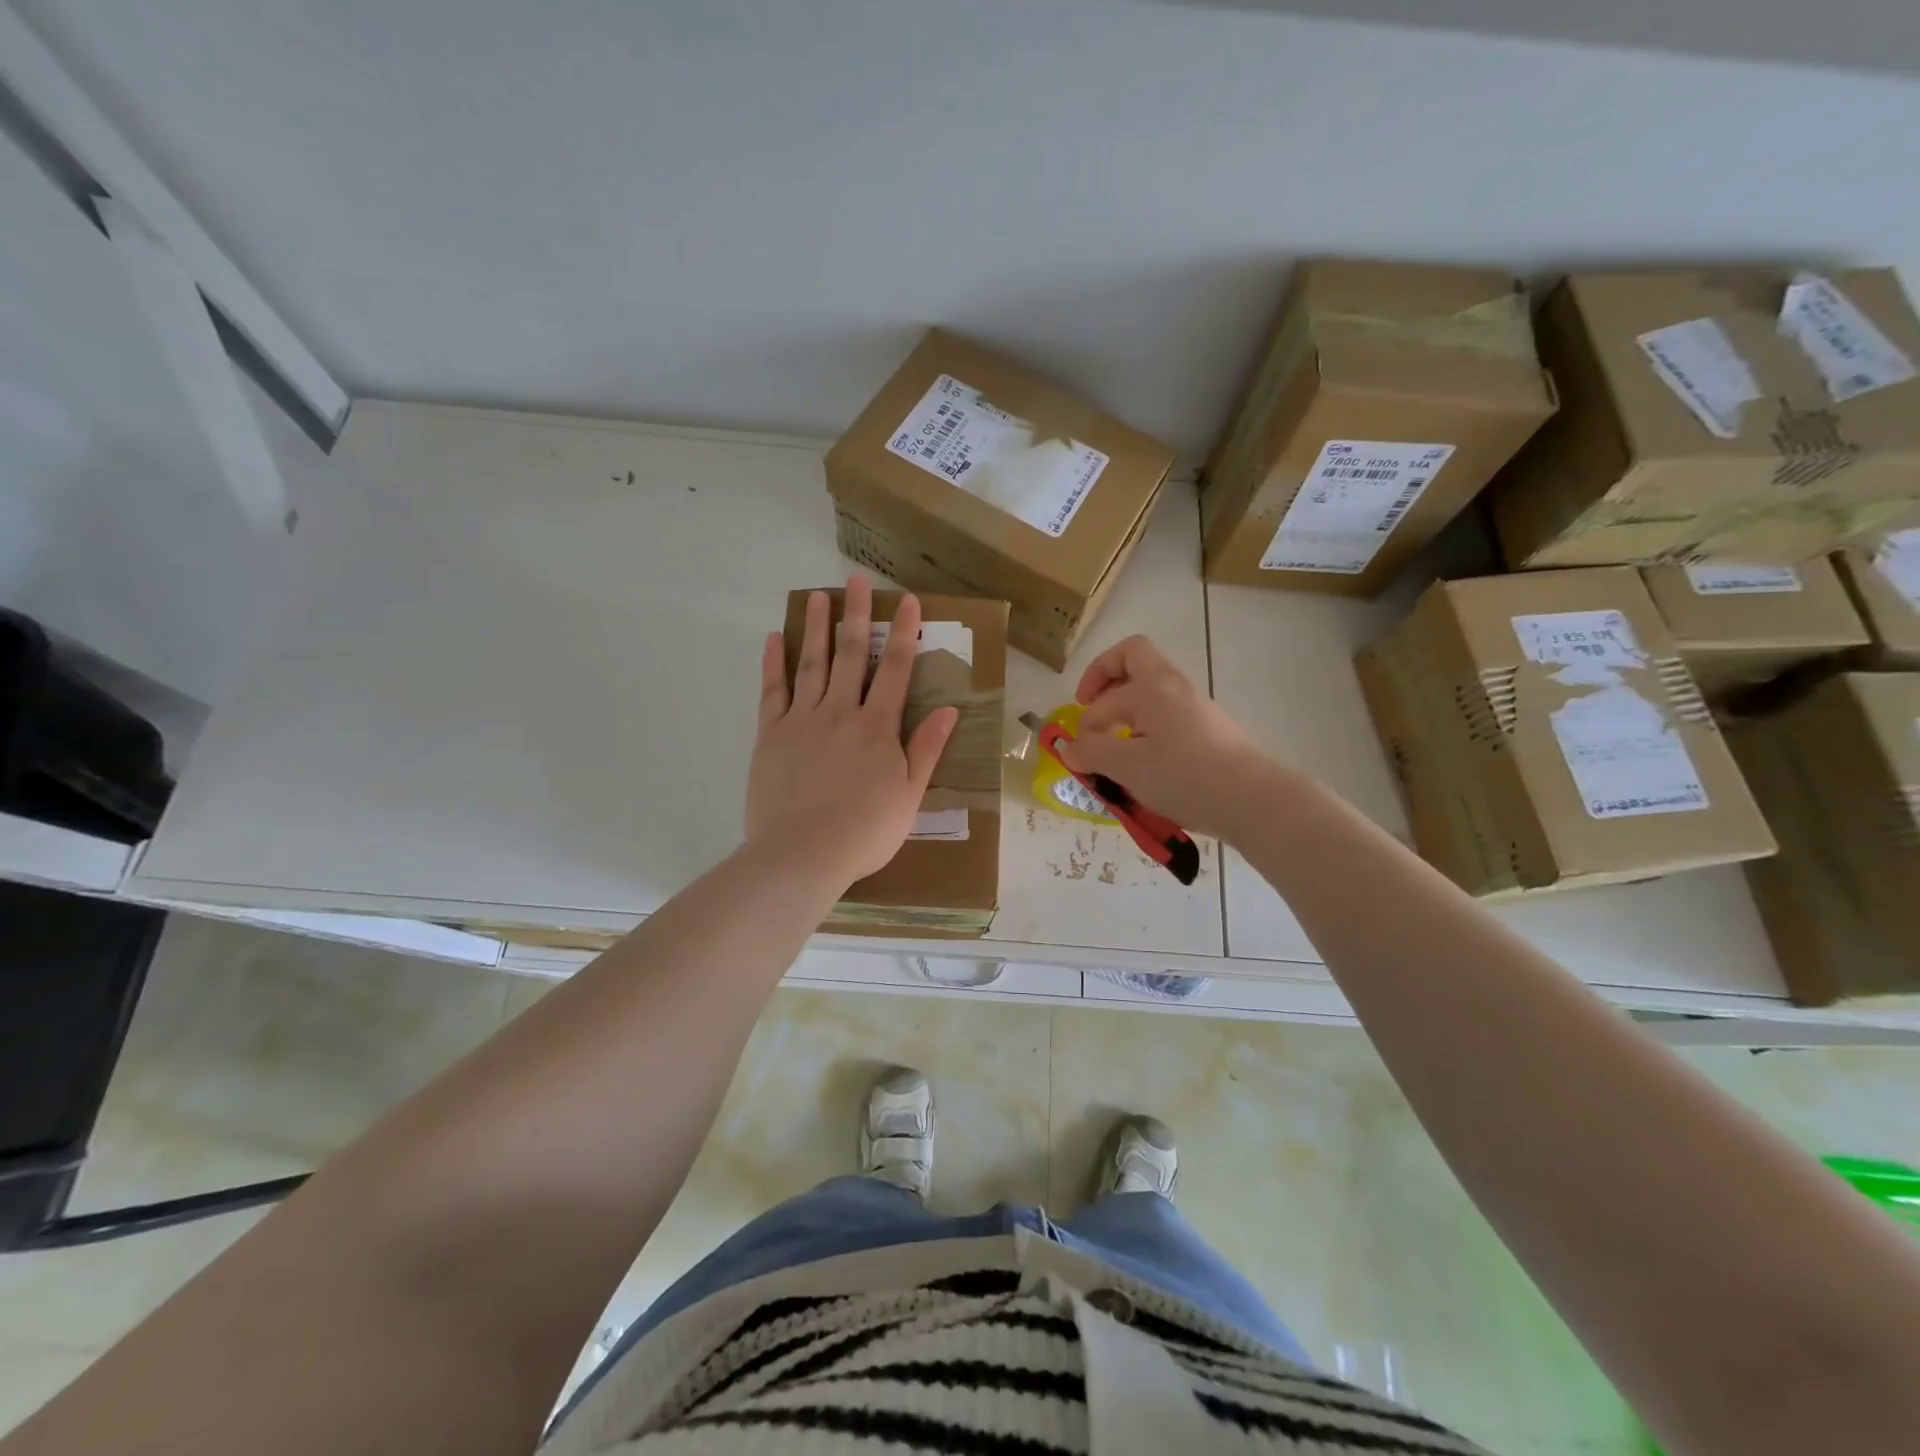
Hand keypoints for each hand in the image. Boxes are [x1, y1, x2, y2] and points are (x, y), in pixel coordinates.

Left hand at [746, 576, 958, 886]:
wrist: (801, 855)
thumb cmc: (864, 832)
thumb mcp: (909, 796)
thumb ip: (925, 749)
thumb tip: (950, 710)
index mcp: (877, 727)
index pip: (895, 670)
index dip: (903, 633)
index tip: (908, 601)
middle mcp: (840, 712)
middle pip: (851, 655)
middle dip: (857, 615)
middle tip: (857, 579)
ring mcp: (801, 720)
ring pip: (811, 664)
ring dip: (817, 628)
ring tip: (819, 596)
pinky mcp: (771, 735)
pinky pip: (772, 691)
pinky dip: (774, 663)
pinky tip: (775, 638)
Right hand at [1056, 635, 1285, 841]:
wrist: (1255, 800)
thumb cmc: (1186, 777)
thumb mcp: (1128, 767)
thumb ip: (1092, 753)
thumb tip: (1068, 748)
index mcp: (1151, 686)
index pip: (1104, 691)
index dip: (1085, 720)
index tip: (1081, 753)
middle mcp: (1173, 686)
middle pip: (1133, 660)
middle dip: (1104, 680)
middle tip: (1090, 708)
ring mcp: (1194, 707)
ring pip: (1151, 690)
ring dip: (1125, 710)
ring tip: (1114, 747)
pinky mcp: (1208, 730)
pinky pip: (1166, 716)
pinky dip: (1146, 730)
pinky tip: (1143, 765)